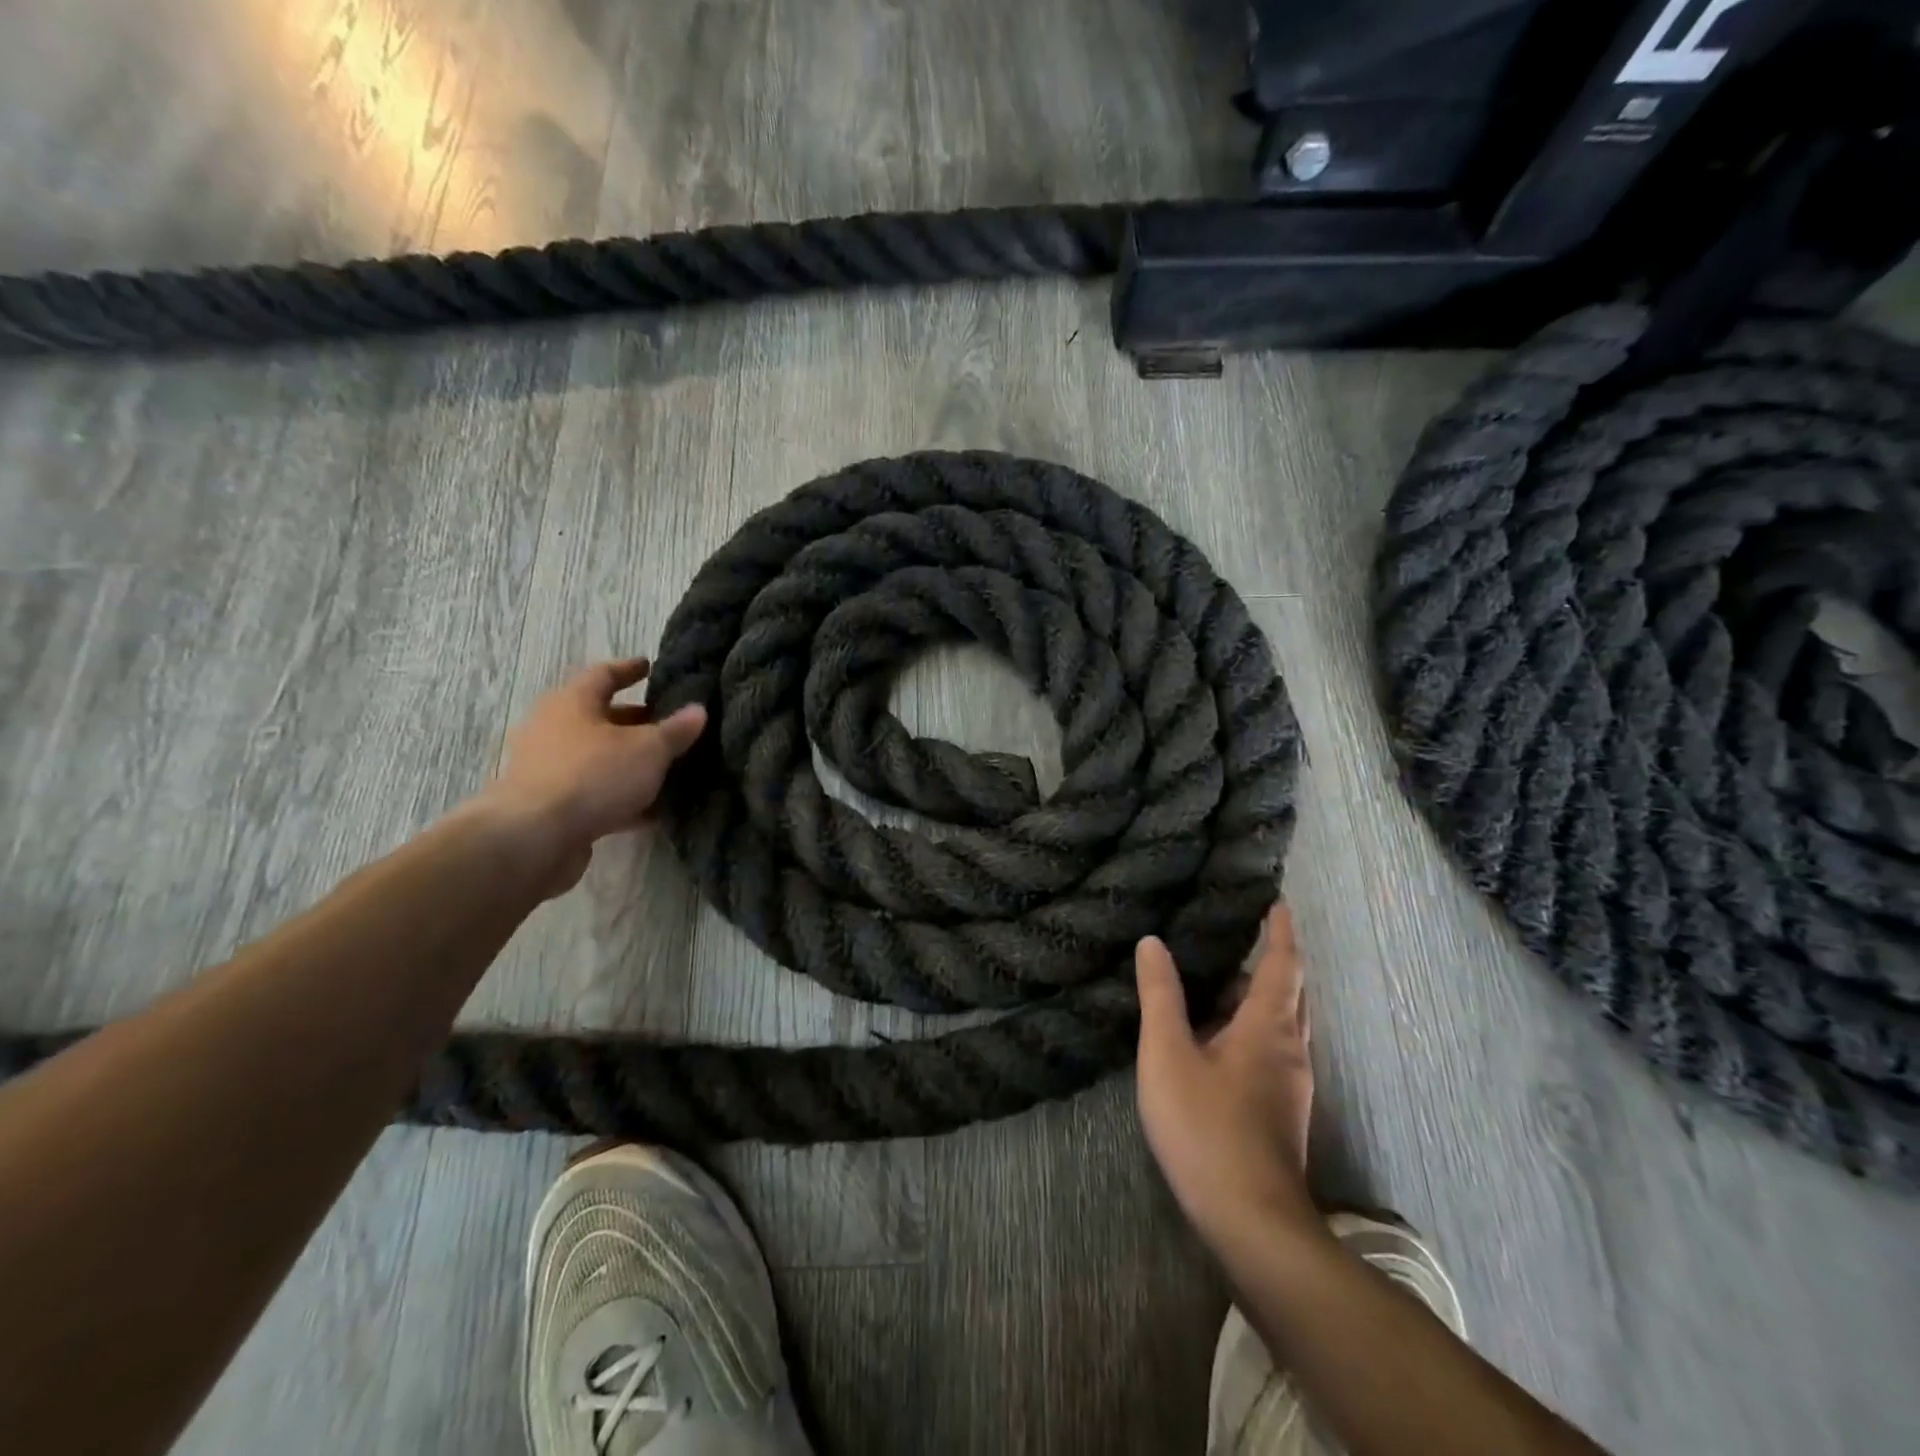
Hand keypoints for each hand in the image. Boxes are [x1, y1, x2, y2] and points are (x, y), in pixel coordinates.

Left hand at [479, 659, 706, 896]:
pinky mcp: (551, 806)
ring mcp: (549, 769)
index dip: (629, 670)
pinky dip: (622, 796)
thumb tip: (698, 710)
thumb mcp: (649, 749)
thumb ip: (675, 730)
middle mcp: (554, 729)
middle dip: (635, 721)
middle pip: (600, 718)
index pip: (603, 675)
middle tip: (668, 724)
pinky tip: (653, 809)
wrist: (534, 839)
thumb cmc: (593, 775)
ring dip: (630, 762)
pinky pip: (595, 792)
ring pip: (599, 758)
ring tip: (668, 767)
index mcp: (572, 703)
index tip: (649, 667)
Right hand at [1135, 903, 1316, 1247]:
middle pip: (1291, 993)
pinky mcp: (1282, 1112)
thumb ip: (1161, 996)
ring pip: (1283, 1024)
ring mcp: (1290, 1085)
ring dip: (1261, 996)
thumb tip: (1153, 942)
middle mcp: (1290, 1050)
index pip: (1284, 964)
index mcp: (1269, 1028)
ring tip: (1224, 978)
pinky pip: (1274, 1049)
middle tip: (1246, 933)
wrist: (1252, 1223)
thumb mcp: (1169, 1055)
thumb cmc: (1207, 1129)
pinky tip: (1220, 1037)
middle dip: (1275, 960)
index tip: (1278, 900)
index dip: (1281, 930)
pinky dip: (1254, 1026)